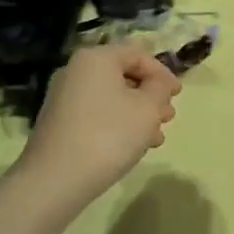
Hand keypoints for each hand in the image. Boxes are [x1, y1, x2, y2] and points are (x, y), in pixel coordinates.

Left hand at [14, 45, 181, 202]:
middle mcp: (76, 70)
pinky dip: (118, 123)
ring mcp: (64, 97)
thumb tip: (158, 81)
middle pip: (123, 75)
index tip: (178, 95)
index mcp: (96, 58)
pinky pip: (96, 113)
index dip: (162, 72)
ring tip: (155, 137)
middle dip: (150, 95)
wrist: (55, 179)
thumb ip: (159, 88)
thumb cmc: (108, 135)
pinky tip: (132, 146)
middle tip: (168, 117)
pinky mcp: (59, 121)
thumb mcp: (147, 108)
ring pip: (111, 97)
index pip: (137, 54)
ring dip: (138, 113)